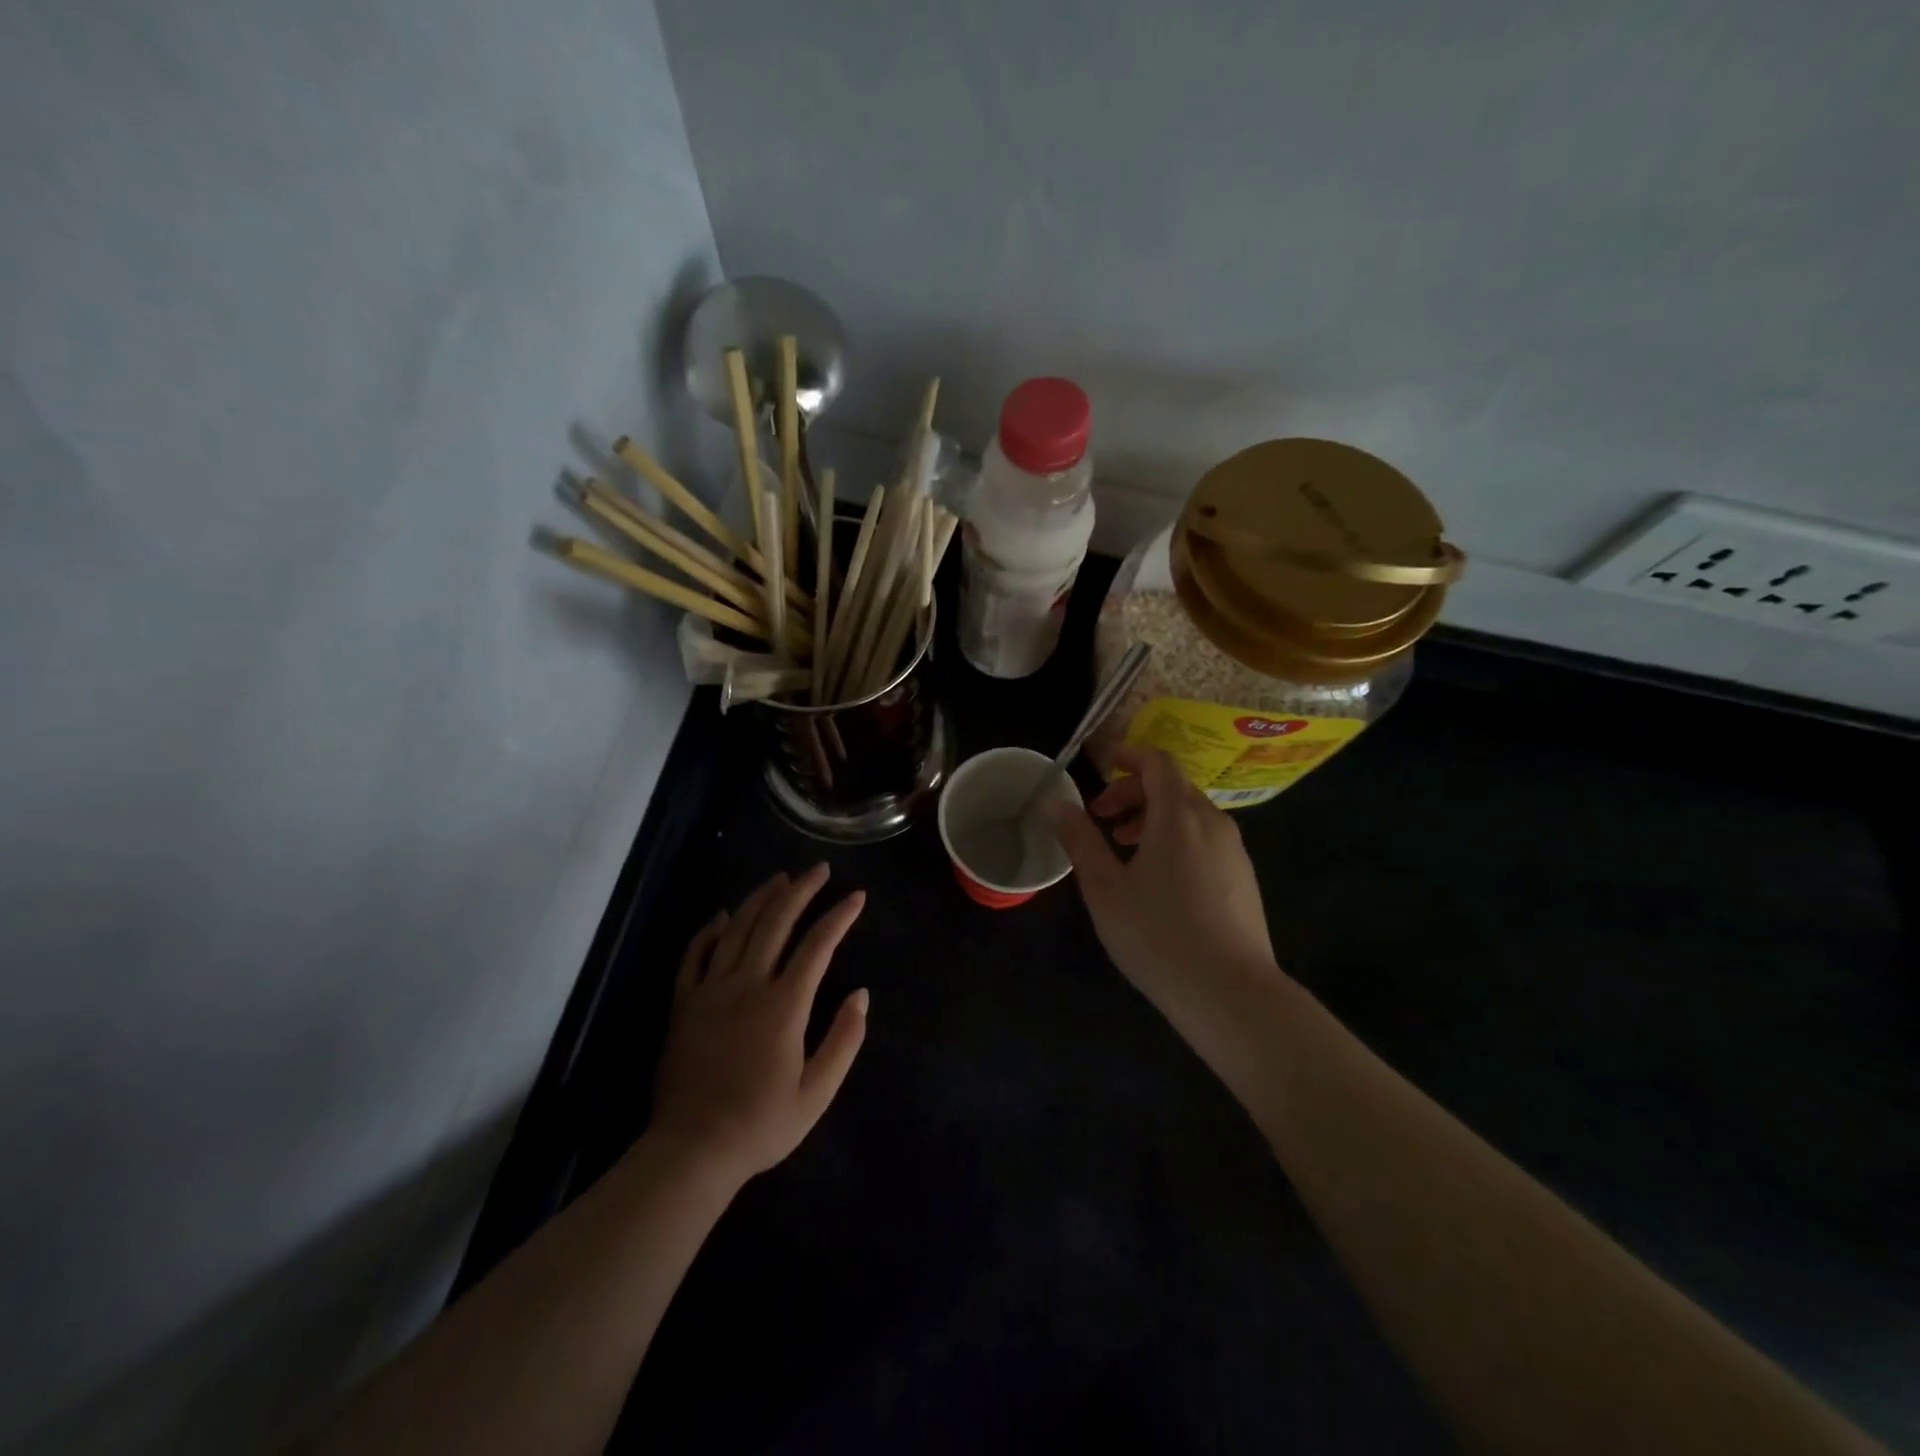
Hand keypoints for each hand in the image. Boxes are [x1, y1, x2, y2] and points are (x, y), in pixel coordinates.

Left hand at [650, 865, 868, 1184]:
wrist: (691, 1152)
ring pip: (736, 929)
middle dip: (801, 891)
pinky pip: (694, 955)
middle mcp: (747, 985)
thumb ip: (843, 1040)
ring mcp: (710, 991)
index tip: (856, 897)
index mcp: (784, 1006)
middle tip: (819, 871)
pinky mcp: (683, 1004)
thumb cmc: (761, 1125)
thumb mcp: (816, 1093)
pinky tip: (721, 915)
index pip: (817, 945)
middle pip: (775, 923)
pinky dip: (708, 930)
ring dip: (760, 899)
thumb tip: (861, 995)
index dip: (839, 916)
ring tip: (779, 879)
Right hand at [1050, 746, 1277, 1015]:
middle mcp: (1212, 822)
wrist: (1231, 994)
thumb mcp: (1105, 888)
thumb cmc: (1158, 934)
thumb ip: (1080, 840)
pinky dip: (1177, 839)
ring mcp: (1234, 851)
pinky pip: (1206, 839)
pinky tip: (1160, 881)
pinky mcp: (1243, 878)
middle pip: (1172, 786)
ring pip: (1190, 814)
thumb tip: (1057, 803)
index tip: (1101, 768)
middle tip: (1102, 819)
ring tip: (1125, 850)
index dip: (1128, 756)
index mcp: (1178, 816)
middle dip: (1133, 793)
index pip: (1158, 762)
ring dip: (1154, 818)